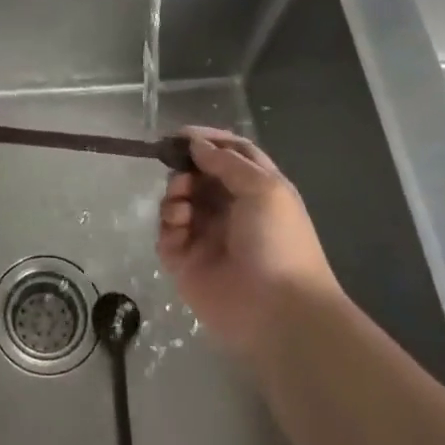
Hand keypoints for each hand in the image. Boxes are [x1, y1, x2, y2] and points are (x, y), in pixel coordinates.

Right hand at [157, 127, 340, 360]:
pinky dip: (168, 223)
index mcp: (256, 190)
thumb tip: (195, 144)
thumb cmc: (278, 241)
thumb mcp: (264, 188)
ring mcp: (205, 235)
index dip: (209, 141)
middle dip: (185, 168)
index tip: (182, 134)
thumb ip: (226, 162)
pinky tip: (180, 226)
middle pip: (198, 176)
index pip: (231, 155)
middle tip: (180, 171)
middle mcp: (229, 209)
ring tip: (181, 204)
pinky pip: (166, 232)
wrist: (277, 310)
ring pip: (178, 201)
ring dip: (175, 193)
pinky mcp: (184, 261)